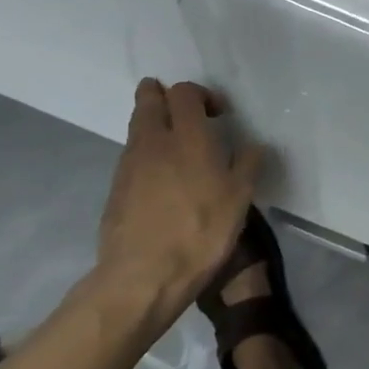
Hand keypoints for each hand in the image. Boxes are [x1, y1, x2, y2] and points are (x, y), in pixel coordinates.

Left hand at [96, 78, 264, 310]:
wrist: (142, 277)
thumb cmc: (200, 231)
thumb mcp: (240, 199)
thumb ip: (248, 164)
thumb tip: (253, 145)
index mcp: (187, 136)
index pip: (184, 92)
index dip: (201, 94)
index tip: (217, 113)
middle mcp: (153, 141)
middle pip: (149, 100)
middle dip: (162, 95)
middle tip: (181, 109)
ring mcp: (128, 165)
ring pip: (137, 127)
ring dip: (152, 124)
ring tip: (173, 144)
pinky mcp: (115, 189)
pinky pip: (130, 157)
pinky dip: (144, 154)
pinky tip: (159, 178)